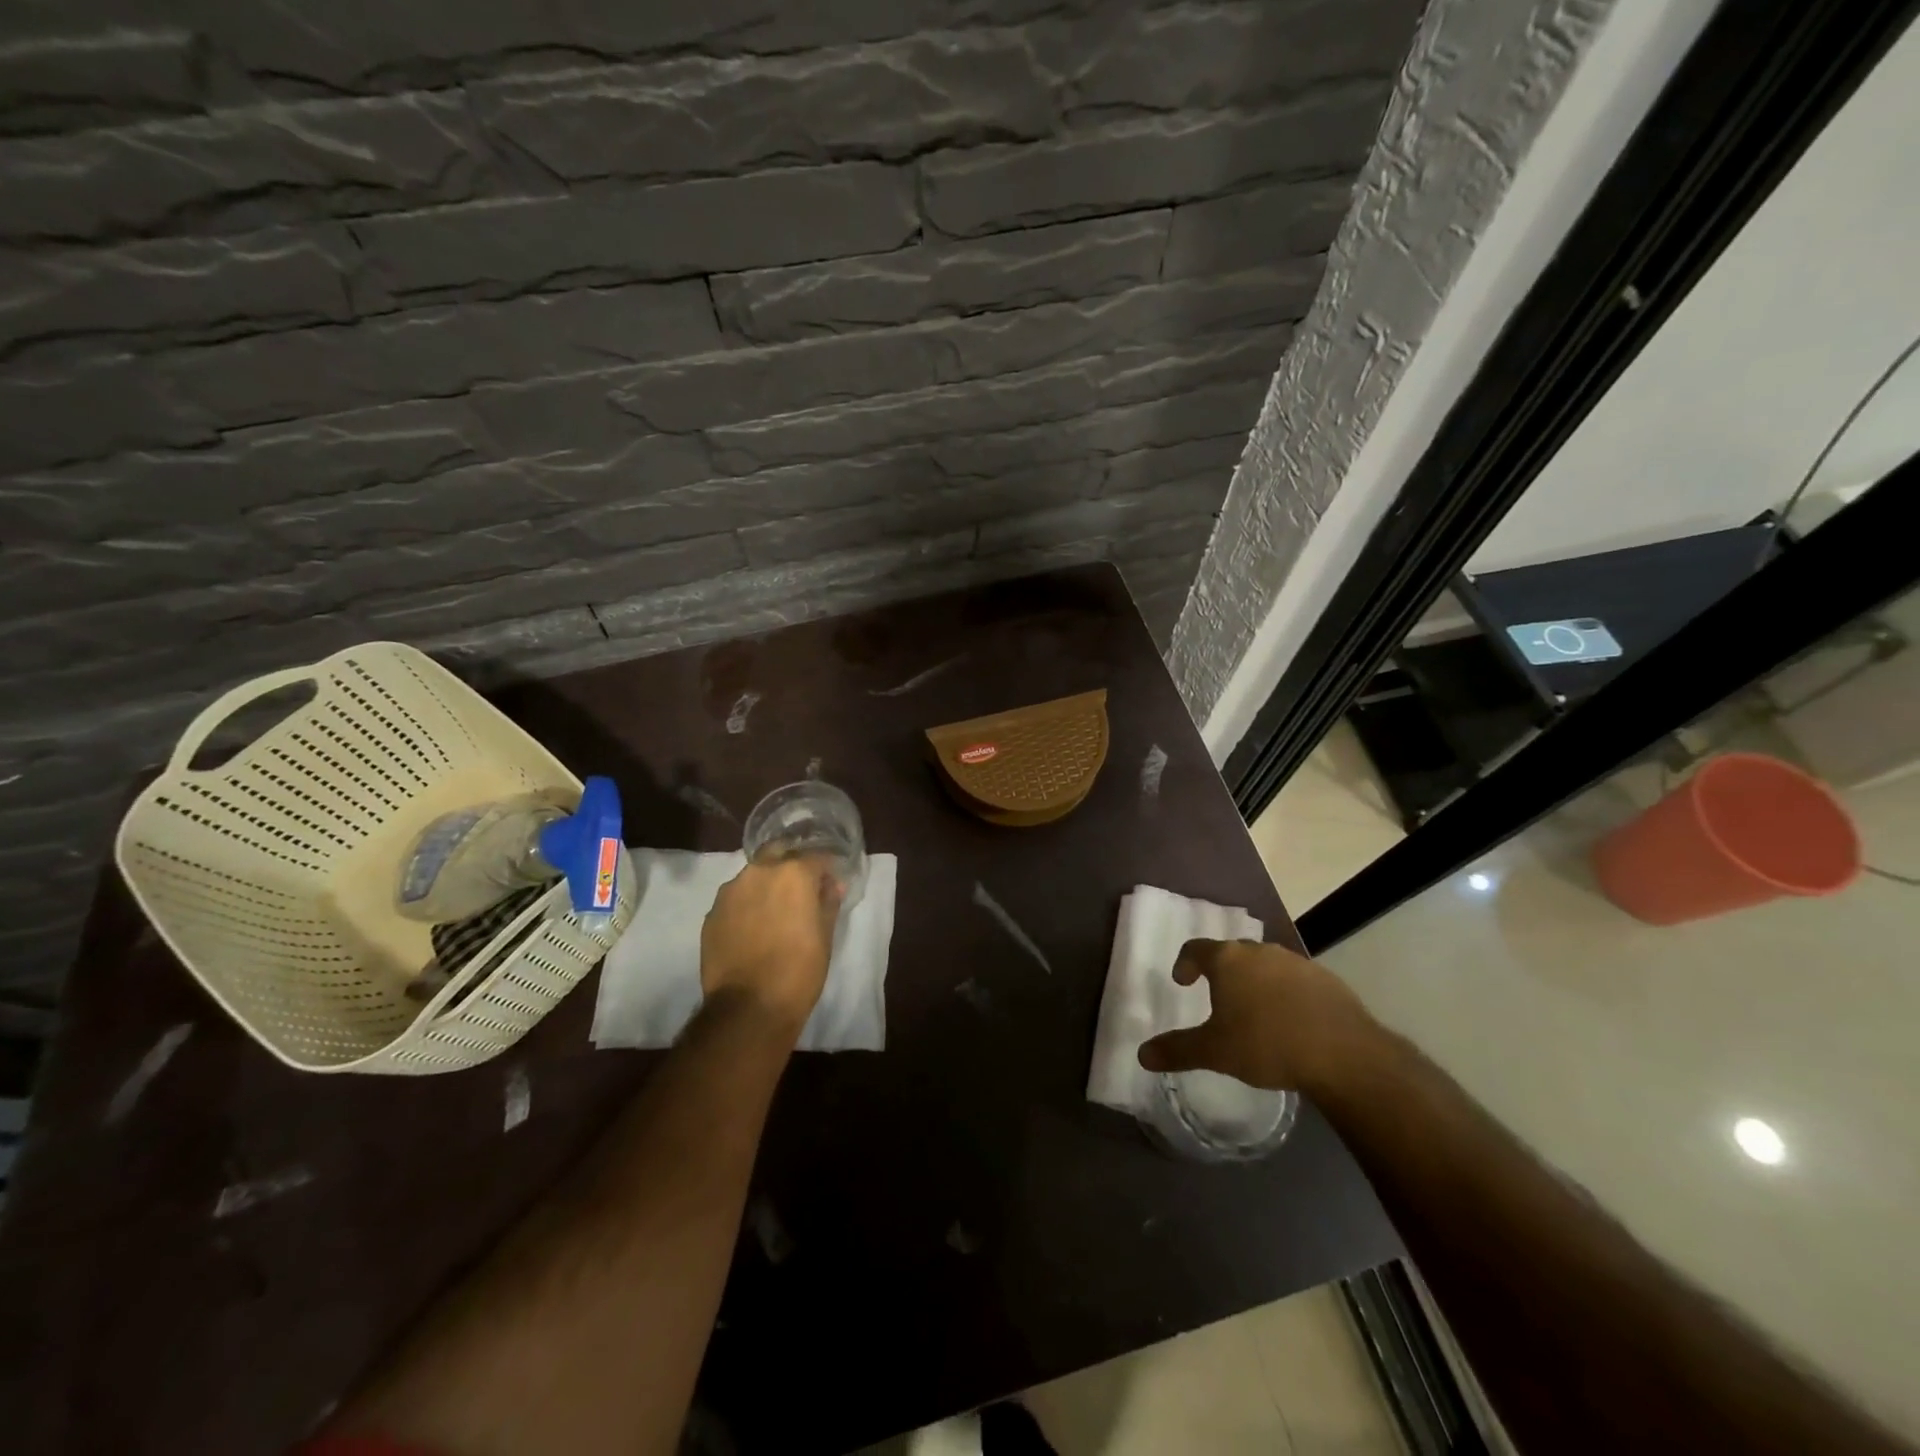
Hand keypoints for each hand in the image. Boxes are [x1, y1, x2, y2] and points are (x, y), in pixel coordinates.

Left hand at [700, 856, 842, 1033]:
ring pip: (753, 876)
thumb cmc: (799, 970)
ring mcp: (730, 892)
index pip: (816, 857)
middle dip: (791, 865)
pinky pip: (735, 899)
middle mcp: (759, 872)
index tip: (829, 885)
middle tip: (800, 891)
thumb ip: (828, 903)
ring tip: (773, 911)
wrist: (748, 1007)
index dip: (825, 870)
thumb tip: (832, 886)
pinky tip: (752, 929)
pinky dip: (747, 906)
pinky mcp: (711, 913)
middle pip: (778, 854)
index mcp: (793, 873)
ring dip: (766, 885)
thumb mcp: (825, 936)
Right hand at [1137, 939, 1375, 1094]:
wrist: (1344, 1054)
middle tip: (1217, 997)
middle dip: (1222, 972)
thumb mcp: (1215, 1052)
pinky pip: (1295, 979)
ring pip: (1265, 965)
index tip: (1183, 981)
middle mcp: (1259, 951)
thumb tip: (1142, 1055)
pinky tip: (1292, 1021)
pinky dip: (1286, 993)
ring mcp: (1295, 962)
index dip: (1185, 963)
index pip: (1196, 948)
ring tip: (1255, 1011)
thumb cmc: (1267, 1045)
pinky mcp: (1326, 978)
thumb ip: (1177, 1050)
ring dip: (1255, 981)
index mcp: (1228, 960)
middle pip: (1232, 953)